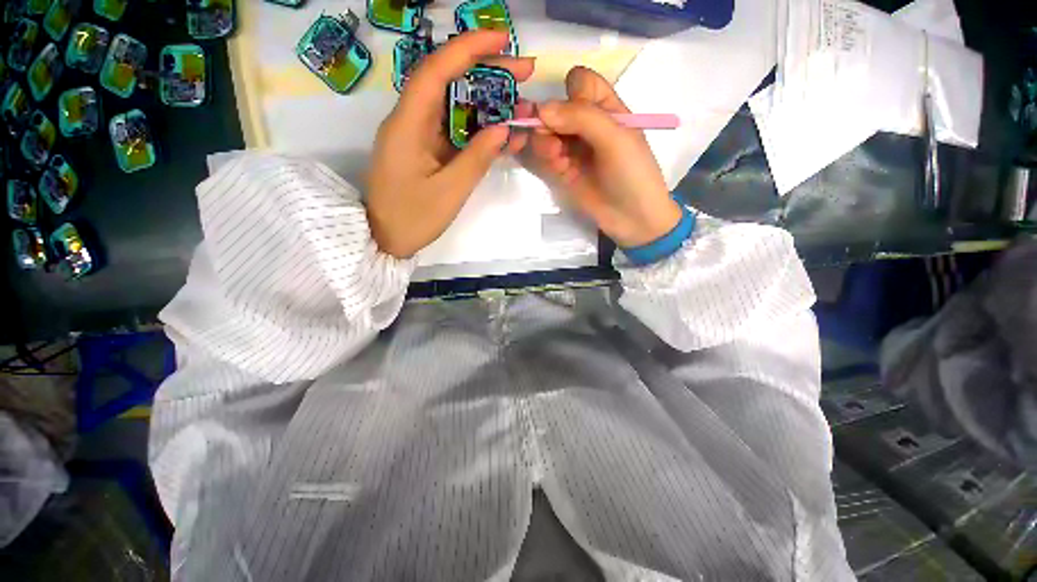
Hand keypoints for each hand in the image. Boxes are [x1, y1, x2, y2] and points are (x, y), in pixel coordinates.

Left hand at [367, 31, 533, 258]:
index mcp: (408, 124)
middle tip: (524, 74)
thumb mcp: (450, 192)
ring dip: (486, 102)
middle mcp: (410, 120)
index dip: (469, 49)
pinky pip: (453, 130)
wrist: (384, 239)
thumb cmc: (412, 219)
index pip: (436, 70)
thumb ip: (477, 158)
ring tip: (519, 103)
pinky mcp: (425, 149)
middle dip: (486, 72)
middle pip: (448, 81)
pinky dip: (477, 128)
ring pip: (453, 106)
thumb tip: (503, 129)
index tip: (503, 39)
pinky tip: (501, 133)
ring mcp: (418, 135)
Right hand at [522, 67, 681, 247]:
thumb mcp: (616, 139)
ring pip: (546, 133)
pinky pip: (545, 157)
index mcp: (606, 108)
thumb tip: (541, 108)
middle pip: (556, 109)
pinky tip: (560, 170)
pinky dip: (547, 161)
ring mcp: (573, 149)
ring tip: (557, 160)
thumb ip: (582, 117)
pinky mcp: (564, 171)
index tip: (569, 111)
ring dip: (545, 144)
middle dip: (549, 122)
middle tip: (551, 141)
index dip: (570, 92)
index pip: (579, 83)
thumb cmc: (633, 174)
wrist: (632, 218)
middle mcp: (586, 125)